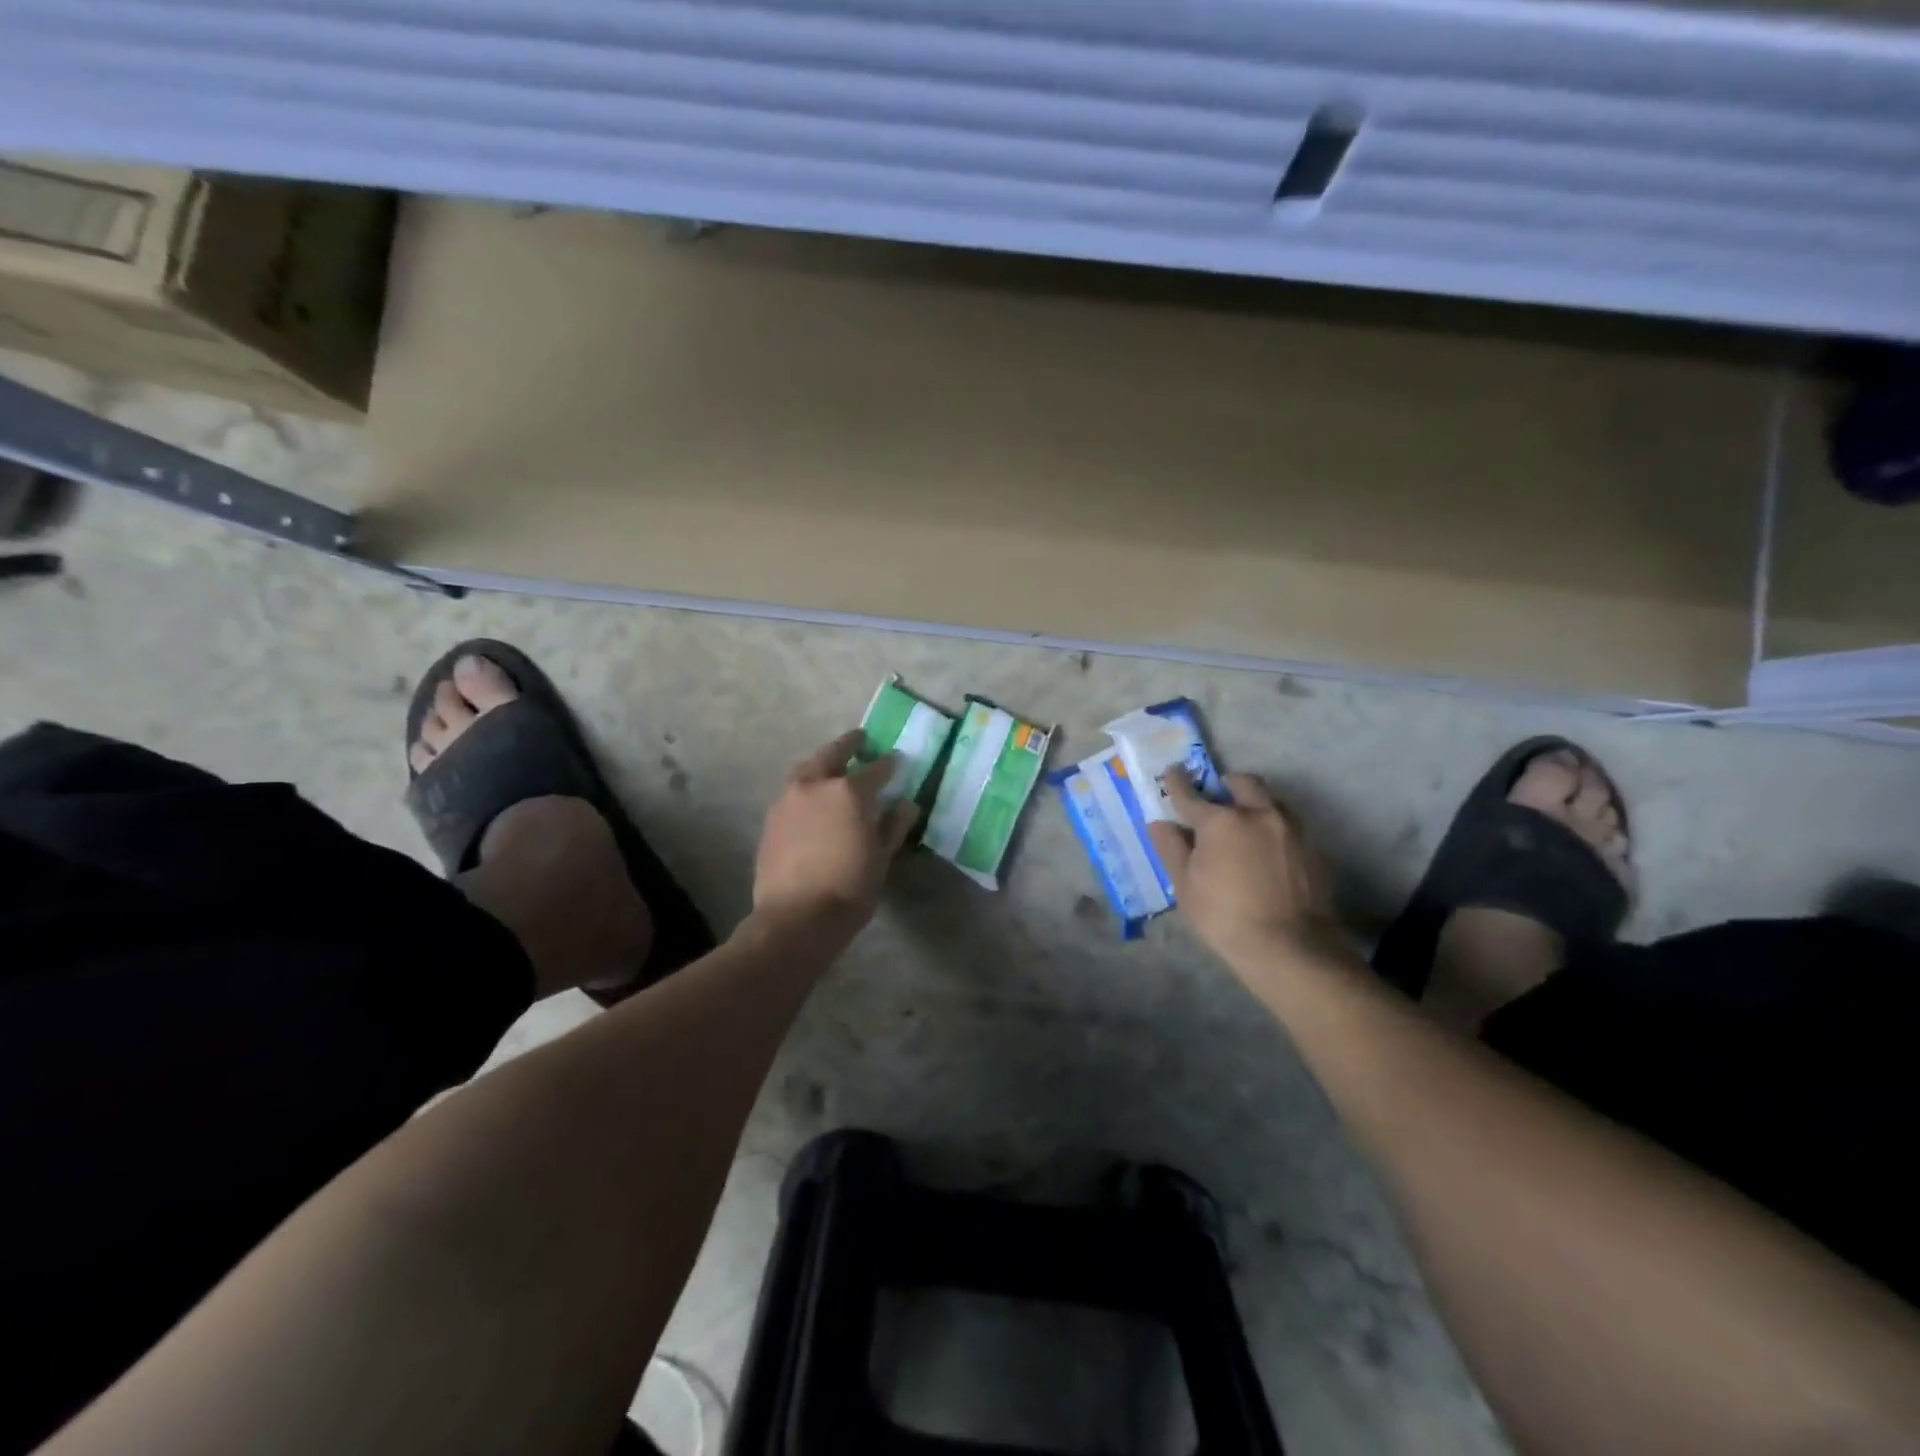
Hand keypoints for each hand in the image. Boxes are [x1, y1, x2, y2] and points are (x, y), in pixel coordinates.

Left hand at [753, 730, 918, 930]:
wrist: (796, 918)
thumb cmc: (849, 888)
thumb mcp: (881, 857)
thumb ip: (893, 825)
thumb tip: (905, 804)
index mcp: (849, 791)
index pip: (877, 768)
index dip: (890, 763)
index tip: (897, 759)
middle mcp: (816, 785)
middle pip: (833, 754)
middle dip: (849, 745)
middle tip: (860, 741)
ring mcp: (788, 799)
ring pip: (808, 769)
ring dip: (823, 763)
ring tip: (834, 767)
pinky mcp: (771, 818)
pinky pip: (793, 791)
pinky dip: (807, 787)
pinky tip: (813, 799)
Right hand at [1146, 767, 1340, 968]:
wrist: (1291, 948)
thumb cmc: (1225, 917)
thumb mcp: (1186, 886)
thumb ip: (1172, 849)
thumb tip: (1160, 824)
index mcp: (1220, 821)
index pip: (1190, 794)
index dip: (1177, 782)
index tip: (1172, 773)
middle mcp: (1258, 813)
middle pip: (1242, 783)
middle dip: (1226, 784)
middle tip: (1216, 800)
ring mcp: (1291, 829)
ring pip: (1270, 801)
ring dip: (1254, 804)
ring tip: (1244, 826)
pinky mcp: (1313, 848)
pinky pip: (1289, 825)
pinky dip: (1273, 828)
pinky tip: (1268, 852)